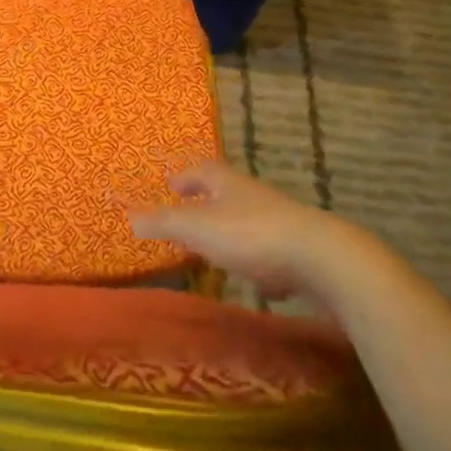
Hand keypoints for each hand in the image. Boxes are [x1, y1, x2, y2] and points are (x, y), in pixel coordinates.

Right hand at [129, 163, 378, 310]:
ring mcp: (280, 221)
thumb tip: (128, 215)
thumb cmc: (251, 234)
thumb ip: (163, 223)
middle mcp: (253, 195)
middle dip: (207, 202)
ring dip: (232, 230)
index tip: (171, 185)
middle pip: (226, 192)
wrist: (322, 259)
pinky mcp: (300, 250)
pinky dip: (260, 259)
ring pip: (249, 220)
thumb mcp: (197, 228)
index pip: (201, 170)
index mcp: (227, 182)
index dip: (184, 177)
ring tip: (217, 249)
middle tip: (189, 216)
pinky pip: (272, 250)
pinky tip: (259, 280)